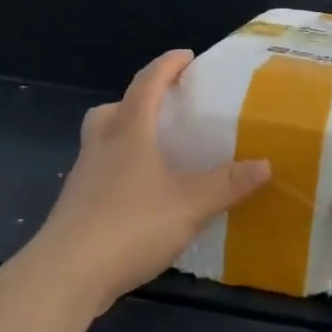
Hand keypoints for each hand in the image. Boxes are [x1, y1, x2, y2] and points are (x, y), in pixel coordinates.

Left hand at [23, 49, 269, 313]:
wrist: (66, 274)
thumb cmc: (130, 225)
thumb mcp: (191, 204)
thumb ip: (228, 183)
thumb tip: (266, 165)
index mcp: (128, 131)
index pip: (146, 83)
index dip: (167, 65)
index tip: (186, 56)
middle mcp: (101, 145)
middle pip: (113, 109)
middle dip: (138, 102)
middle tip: (165, 111)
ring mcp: (84, 176)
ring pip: (103, 142)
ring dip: (127, 138)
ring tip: (159, 156)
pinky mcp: (76, 207)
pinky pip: (102, 174)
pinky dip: (122, 173)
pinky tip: (144, 198)